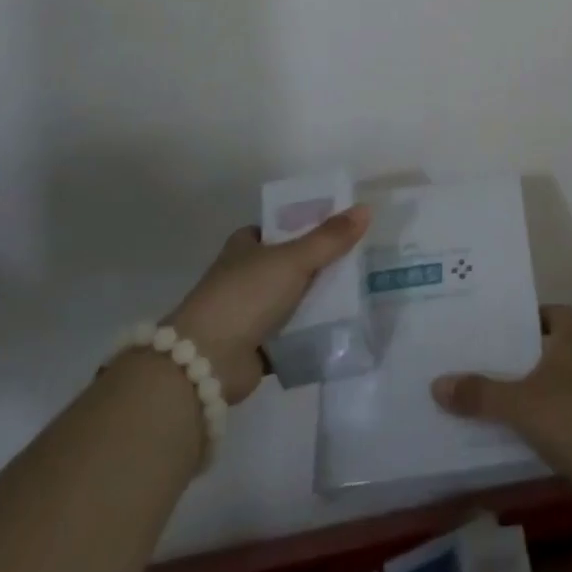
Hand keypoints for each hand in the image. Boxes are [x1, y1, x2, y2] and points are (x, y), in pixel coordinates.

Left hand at [166, 205, 370, 404]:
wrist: (205, 362)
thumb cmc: (246, 296)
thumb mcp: (294, 259)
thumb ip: (330, 238)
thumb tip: (366, 209)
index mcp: (246, 246)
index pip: (281, 226)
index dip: (310, 224)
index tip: (344, 227)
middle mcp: (245, 275)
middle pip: (292, 263)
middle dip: (322, 265)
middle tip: (361, 261)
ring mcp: (249, 312)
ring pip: (294, 299)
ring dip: (319, 300)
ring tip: (361, 294)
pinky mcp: (256, 347)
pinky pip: (293, 335)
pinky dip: (312, 334)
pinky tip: (344, 329)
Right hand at [432, 305, 571, 521]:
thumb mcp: (521, 403)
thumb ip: (481, 394)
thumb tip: (437, 383)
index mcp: (568, 343)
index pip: (555, 313)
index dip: (533, 313)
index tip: (501, 321)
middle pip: (544, 351)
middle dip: (515, 356)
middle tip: (474, 356)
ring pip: (544, 388)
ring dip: (519, 393)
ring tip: (476, 395)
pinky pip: (547, 422)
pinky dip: (527, 426)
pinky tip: (499, 435)